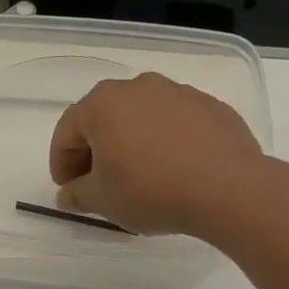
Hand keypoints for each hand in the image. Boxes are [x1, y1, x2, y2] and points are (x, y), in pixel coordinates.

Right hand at [48, 72, 266, 234]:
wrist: (228, 188)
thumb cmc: (150, 190)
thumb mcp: (101, 200)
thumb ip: (76, 195)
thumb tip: (67, 196)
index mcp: (102, 104)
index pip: (67, 131)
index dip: (61, 163)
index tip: (67, 189)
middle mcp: (137, 87)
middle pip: (103, 118)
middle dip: (94, 150)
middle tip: (96, 182)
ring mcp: (178, 92)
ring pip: (140, 117)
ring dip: (129, 142)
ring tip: (136, 176)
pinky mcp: (210, 106)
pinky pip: (173, 122)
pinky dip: (163, 141)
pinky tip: (171, 170)